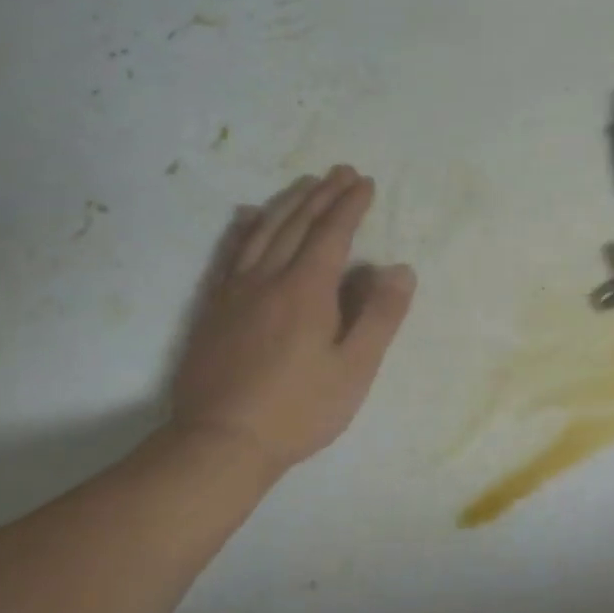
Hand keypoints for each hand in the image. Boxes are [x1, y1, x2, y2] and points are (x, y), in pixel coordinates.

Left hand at [169, 166, 415, 474]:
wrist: (220, 441)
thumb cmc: (298, 409)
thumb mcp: (354, 369)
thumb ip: (380, 316)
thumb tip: (400, 268)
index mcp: (307, 289)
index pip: (332, 234)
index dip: (350, 206)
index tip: (365, 183)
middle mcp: (269, 278)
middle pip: (297, 224)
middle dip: (322, 194)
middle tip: (341, 171)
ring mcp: (235, 290)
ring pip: (263, 231)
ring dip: (287, 203)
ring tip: (304, 183)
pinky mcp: (213, 307)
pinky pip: (230, 253)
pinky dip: (243, 228)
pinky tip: (247, 216)